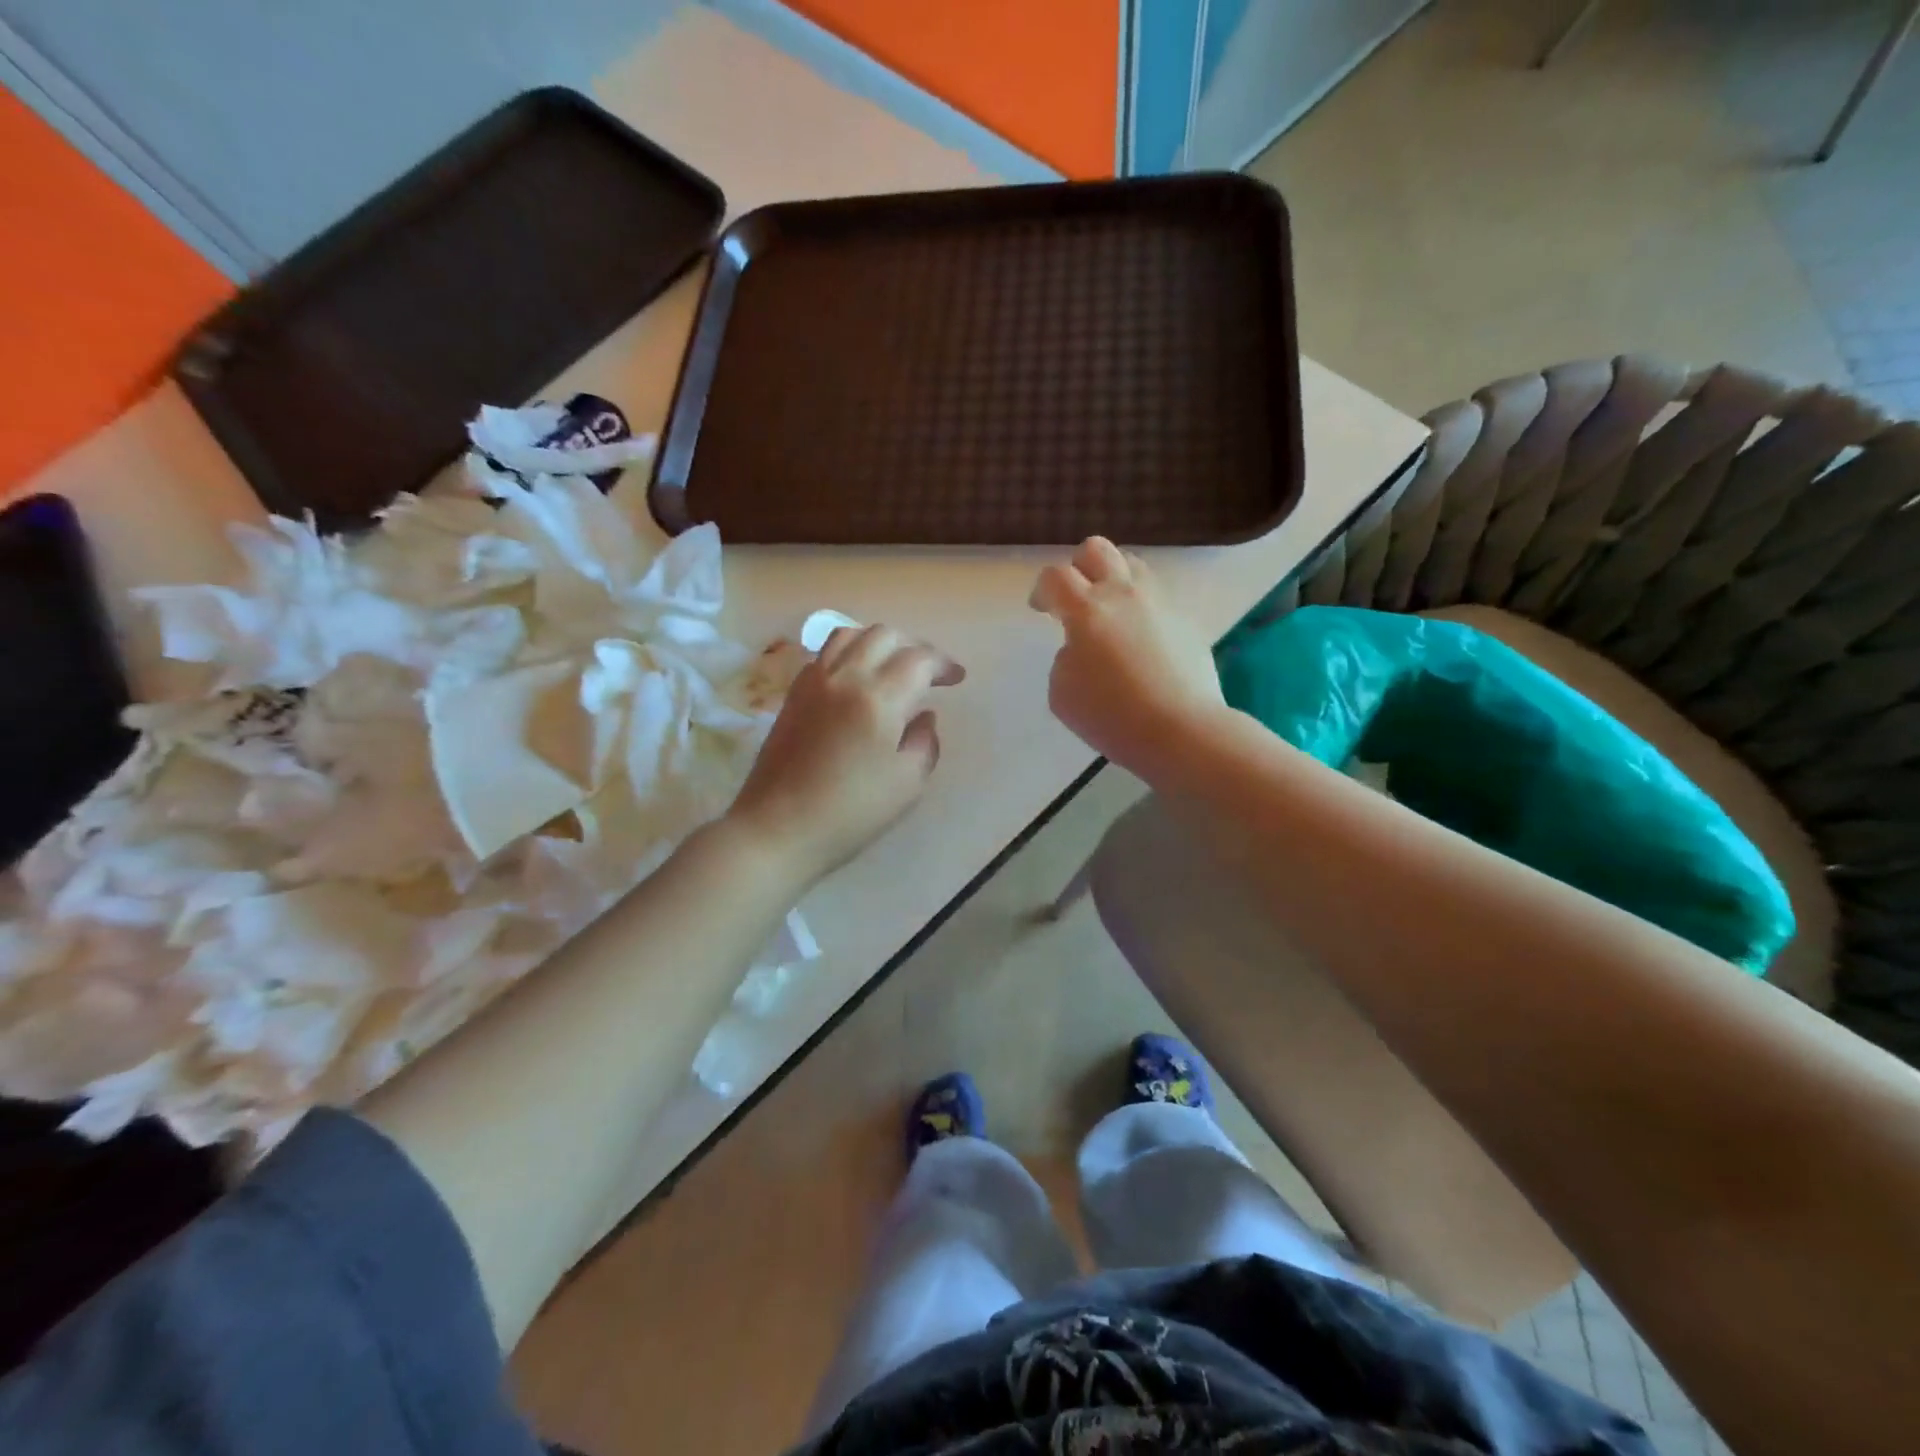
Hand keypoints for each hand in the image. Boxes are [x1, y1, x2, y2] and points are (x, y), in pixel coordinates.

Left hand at [728, 625, 963, 885]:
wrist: (777, 829)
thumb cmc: (851, 814)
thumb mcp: (907, 784)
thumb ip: (925, 742)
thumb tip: (923, 716)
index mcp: (879, 698)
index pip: (919, 659)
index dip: (943, 664)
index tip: (957, 679)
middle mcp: (845, 677)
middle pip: (884, 635)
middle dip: (914, 646)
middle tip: (929, 672)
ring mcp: (813, 682)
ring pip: (850, 634)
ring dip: (879, 642)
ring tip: (892, 666)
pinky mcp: (793, 694)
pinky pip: (825, 654)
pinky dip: (849, 652)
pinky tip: (857, 678)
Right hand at [1030, 537, 1224, 779]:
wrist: (1181, 730)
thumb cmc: (1112, 716)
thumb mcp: (1062, 692)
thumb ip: (1065, 658)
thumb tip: (1082, 649)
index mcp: (1087, 610)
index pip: (1055, 576)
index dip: (1042, 589)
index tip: (1041, 609)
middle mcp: (1124, 594)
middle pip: (1097, 550)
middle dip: (1078, 567)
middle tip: (1075, 598)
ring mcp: (1160, 604)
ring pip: (1133, 565)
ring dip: (1113, 580)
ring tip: (1109, 611)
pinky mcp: (1186, 621)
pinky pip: (1157, 597)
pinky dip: (1141, 608)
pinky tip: (1140, 640)